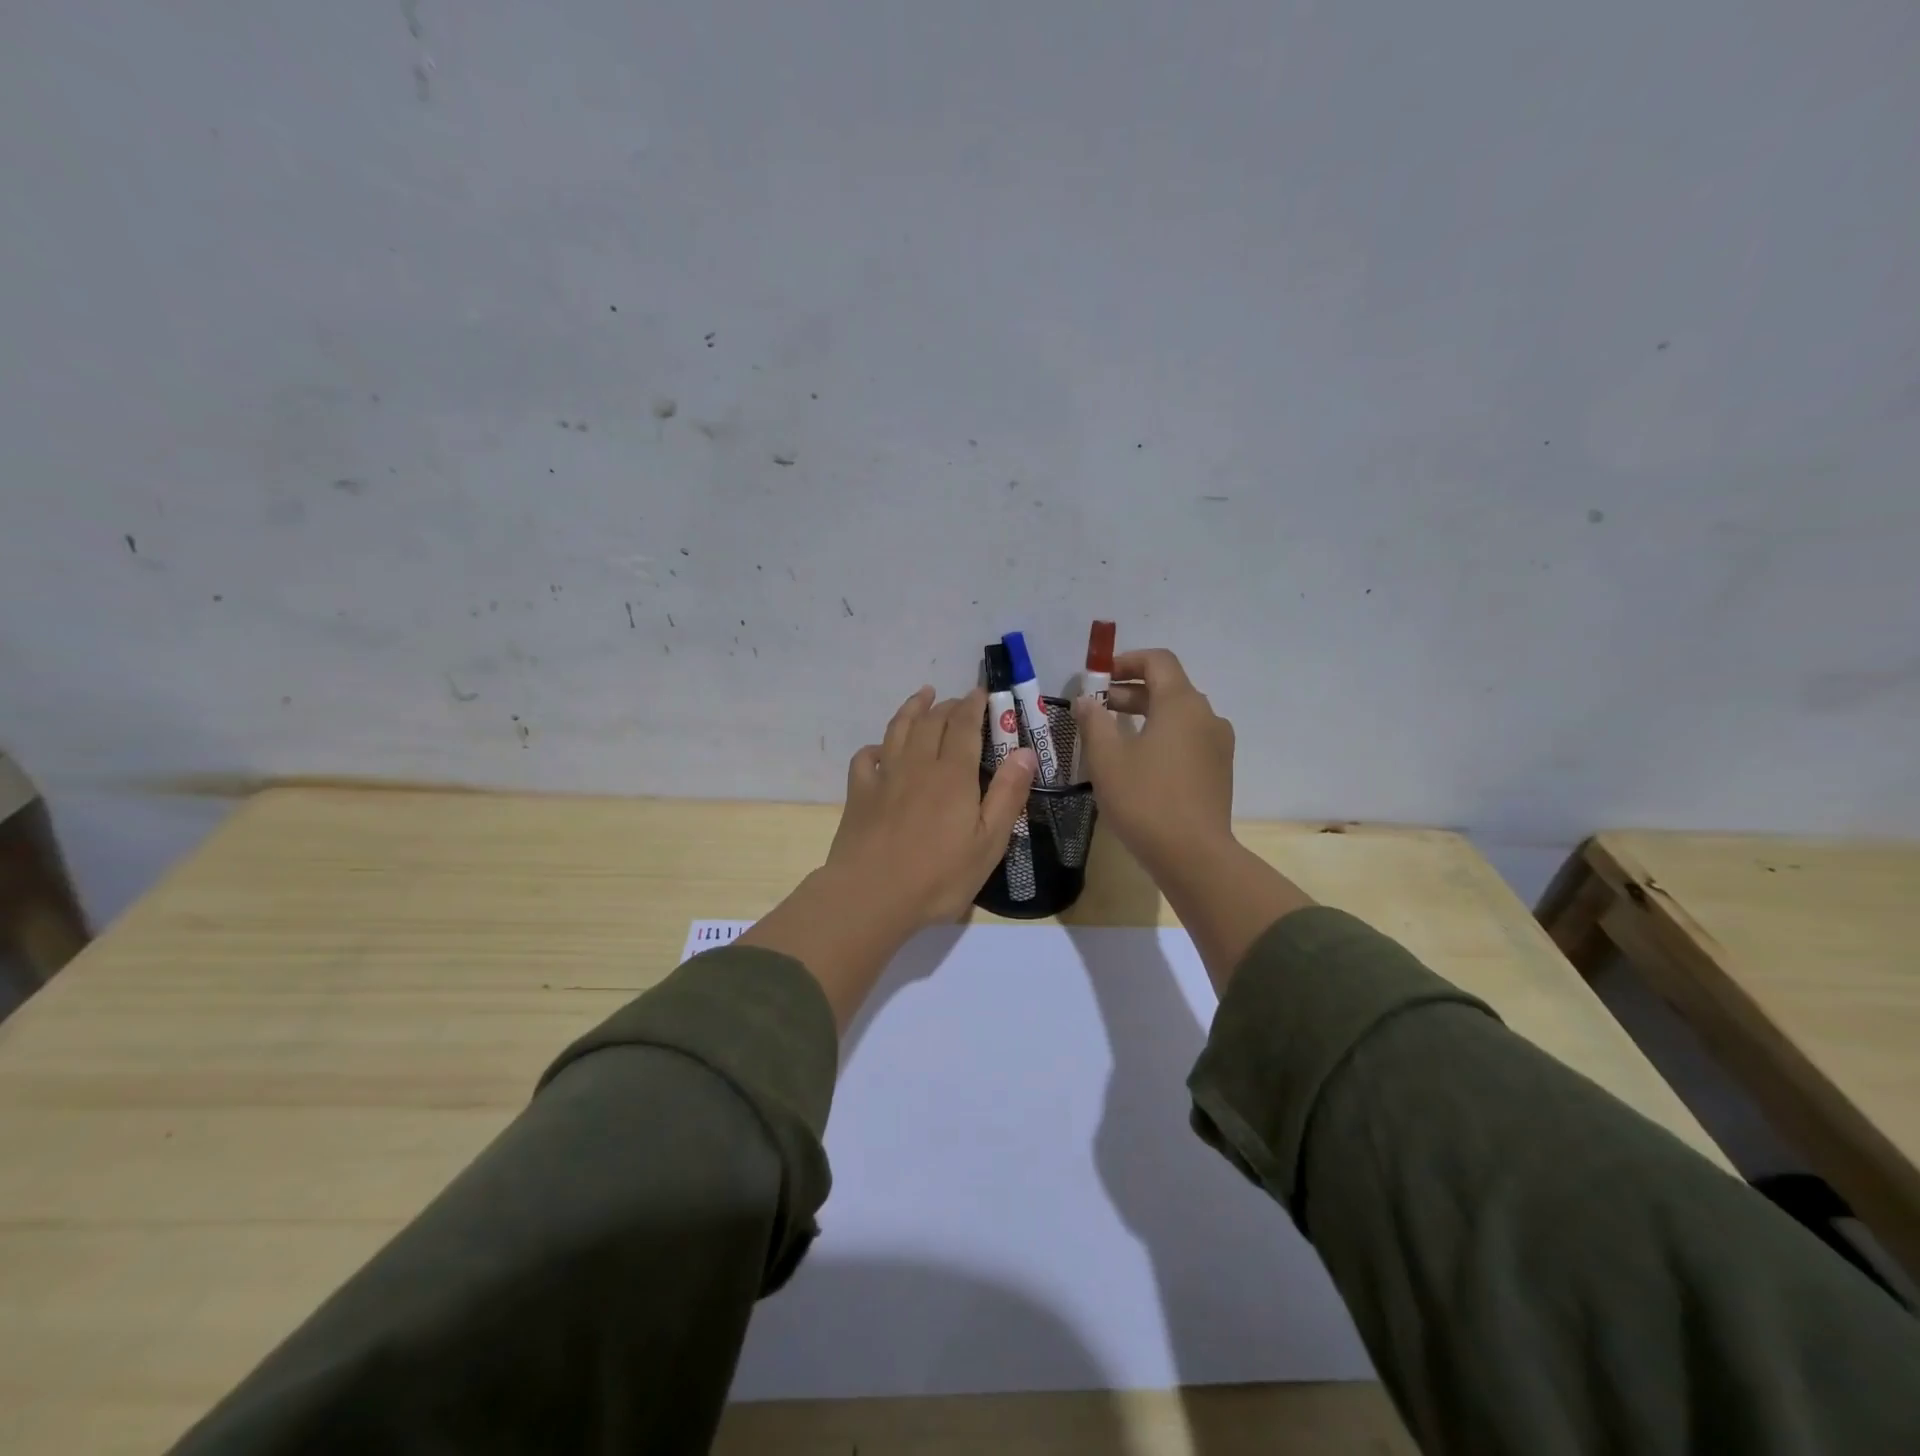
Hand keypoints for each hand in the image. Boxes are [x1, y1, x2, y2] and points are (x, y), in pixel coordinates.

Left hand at [741, 686, 1036, 1029]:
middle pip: (932, 721)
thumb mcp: (989, 843)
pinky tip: (881, 749)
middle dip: (948, 705)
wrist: (871, 896)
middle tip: (959, 700)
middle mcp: (918, 764)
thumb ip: (1008, 795)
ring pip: (898, 729)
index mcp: (953, 774)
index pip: (964, 725)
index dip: (974, 705)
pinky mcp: (859, 793)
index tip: (981, 692)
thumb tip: (1025, 751)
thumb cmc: (938, 876)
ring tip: (922, 695)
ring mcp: (884, 776)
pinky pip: (866, 757)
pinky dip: (876, 746)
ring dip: (912, 708)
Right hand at [1072, 648, 1313, 992]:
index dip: (1127, 661)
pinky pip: (1188, 738)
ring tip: (1114, 735)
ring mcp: (1218, 744)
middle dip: (1131, 691)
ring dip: (1146, 715)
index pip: (1159, 661)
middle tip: (1098, 708)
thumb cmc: (1145, 799)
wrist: (1194, 855)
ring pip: (1179, 715)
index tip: (1100, 677)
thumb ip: (1094, 721)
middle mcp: (1206, 715)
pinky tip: (1139, 762)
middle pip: (1169, 687)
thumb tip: (1087, 700)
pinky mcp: (1219, 770)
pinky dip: (1163, 736)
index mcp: (1181, 703)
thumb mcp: (1106, 758)